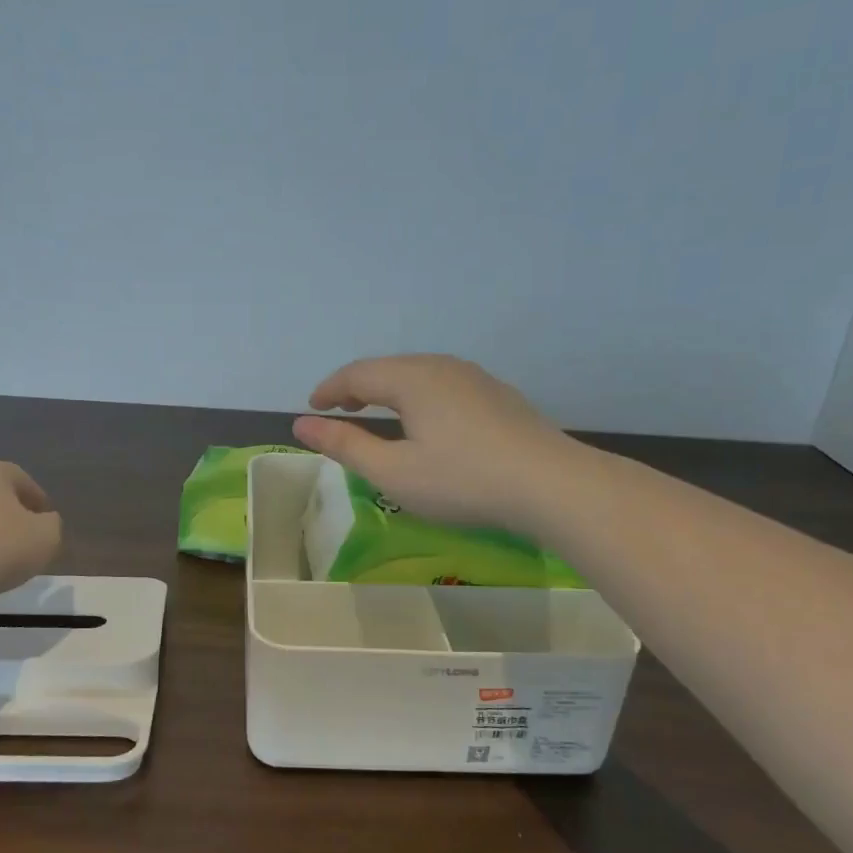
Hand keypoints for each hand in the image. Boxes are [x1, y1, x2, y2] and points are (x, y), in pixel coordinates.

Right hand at [291, 355, 569, 531]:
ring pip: (418, 375)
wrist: (552, 485)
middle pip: (387, 369)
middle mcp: (442, 367)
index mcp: (412, 379)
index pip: (357, 374)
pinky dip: (417, 398)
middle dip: (357, 387)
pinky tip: (425, 423)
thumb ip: (345, 445)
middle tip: (339, 411)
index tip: (311, 408)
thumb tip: (301, 424)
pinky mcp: (497, 396)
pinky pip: (442, 386)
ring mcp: (475, 378)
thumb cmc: (462, 480)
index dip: (329, 390)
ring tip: (376, 414)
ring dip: (388, 391)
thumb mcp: (393, 471)